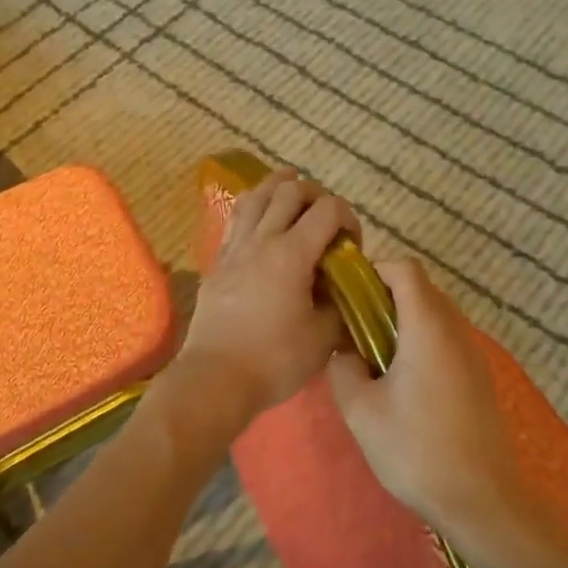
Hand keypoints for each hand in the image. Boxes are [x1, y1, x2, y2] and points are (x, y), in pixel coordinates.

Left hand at [175, 167, 361, 427]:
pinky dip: (254, 207)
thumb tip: (340, 289)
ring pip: (256, 196)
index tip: (352, 245)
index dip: (348, 218)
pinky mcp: (217, 262)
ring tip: (293, 191)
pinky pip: (236, 219)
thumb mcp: (324, 337)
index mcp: (292, 253)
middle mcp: (262, 240)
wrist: (215, 379)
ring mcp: (235, 248)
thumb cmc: (274, 360)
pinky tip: (261, 218)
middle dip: (316, 195)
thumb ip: (338, 304)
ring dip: (279, 188)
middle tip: (327, 218)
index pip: (328, 209)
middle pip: (289, 191)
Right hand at [327, 259, 526, 534]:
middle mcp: (456, 329)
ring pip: (435, 314)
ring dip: (404, 322)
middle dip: (384, 298)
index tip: (348, 298)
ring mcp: (473, 353)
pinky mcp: (480, 376)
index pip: (405, 269)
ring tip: (375, 358)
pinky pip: (447, 339)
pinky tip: (404, 383)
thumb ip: (343, 368)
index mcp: (428, 326)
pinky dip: (422, 342)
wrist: (481, 500)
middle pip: (421, 288)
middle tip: (354, 329)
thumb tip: (345, 351)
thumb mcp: (361, 410)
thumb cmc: (416, 449)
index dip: (374, 272)